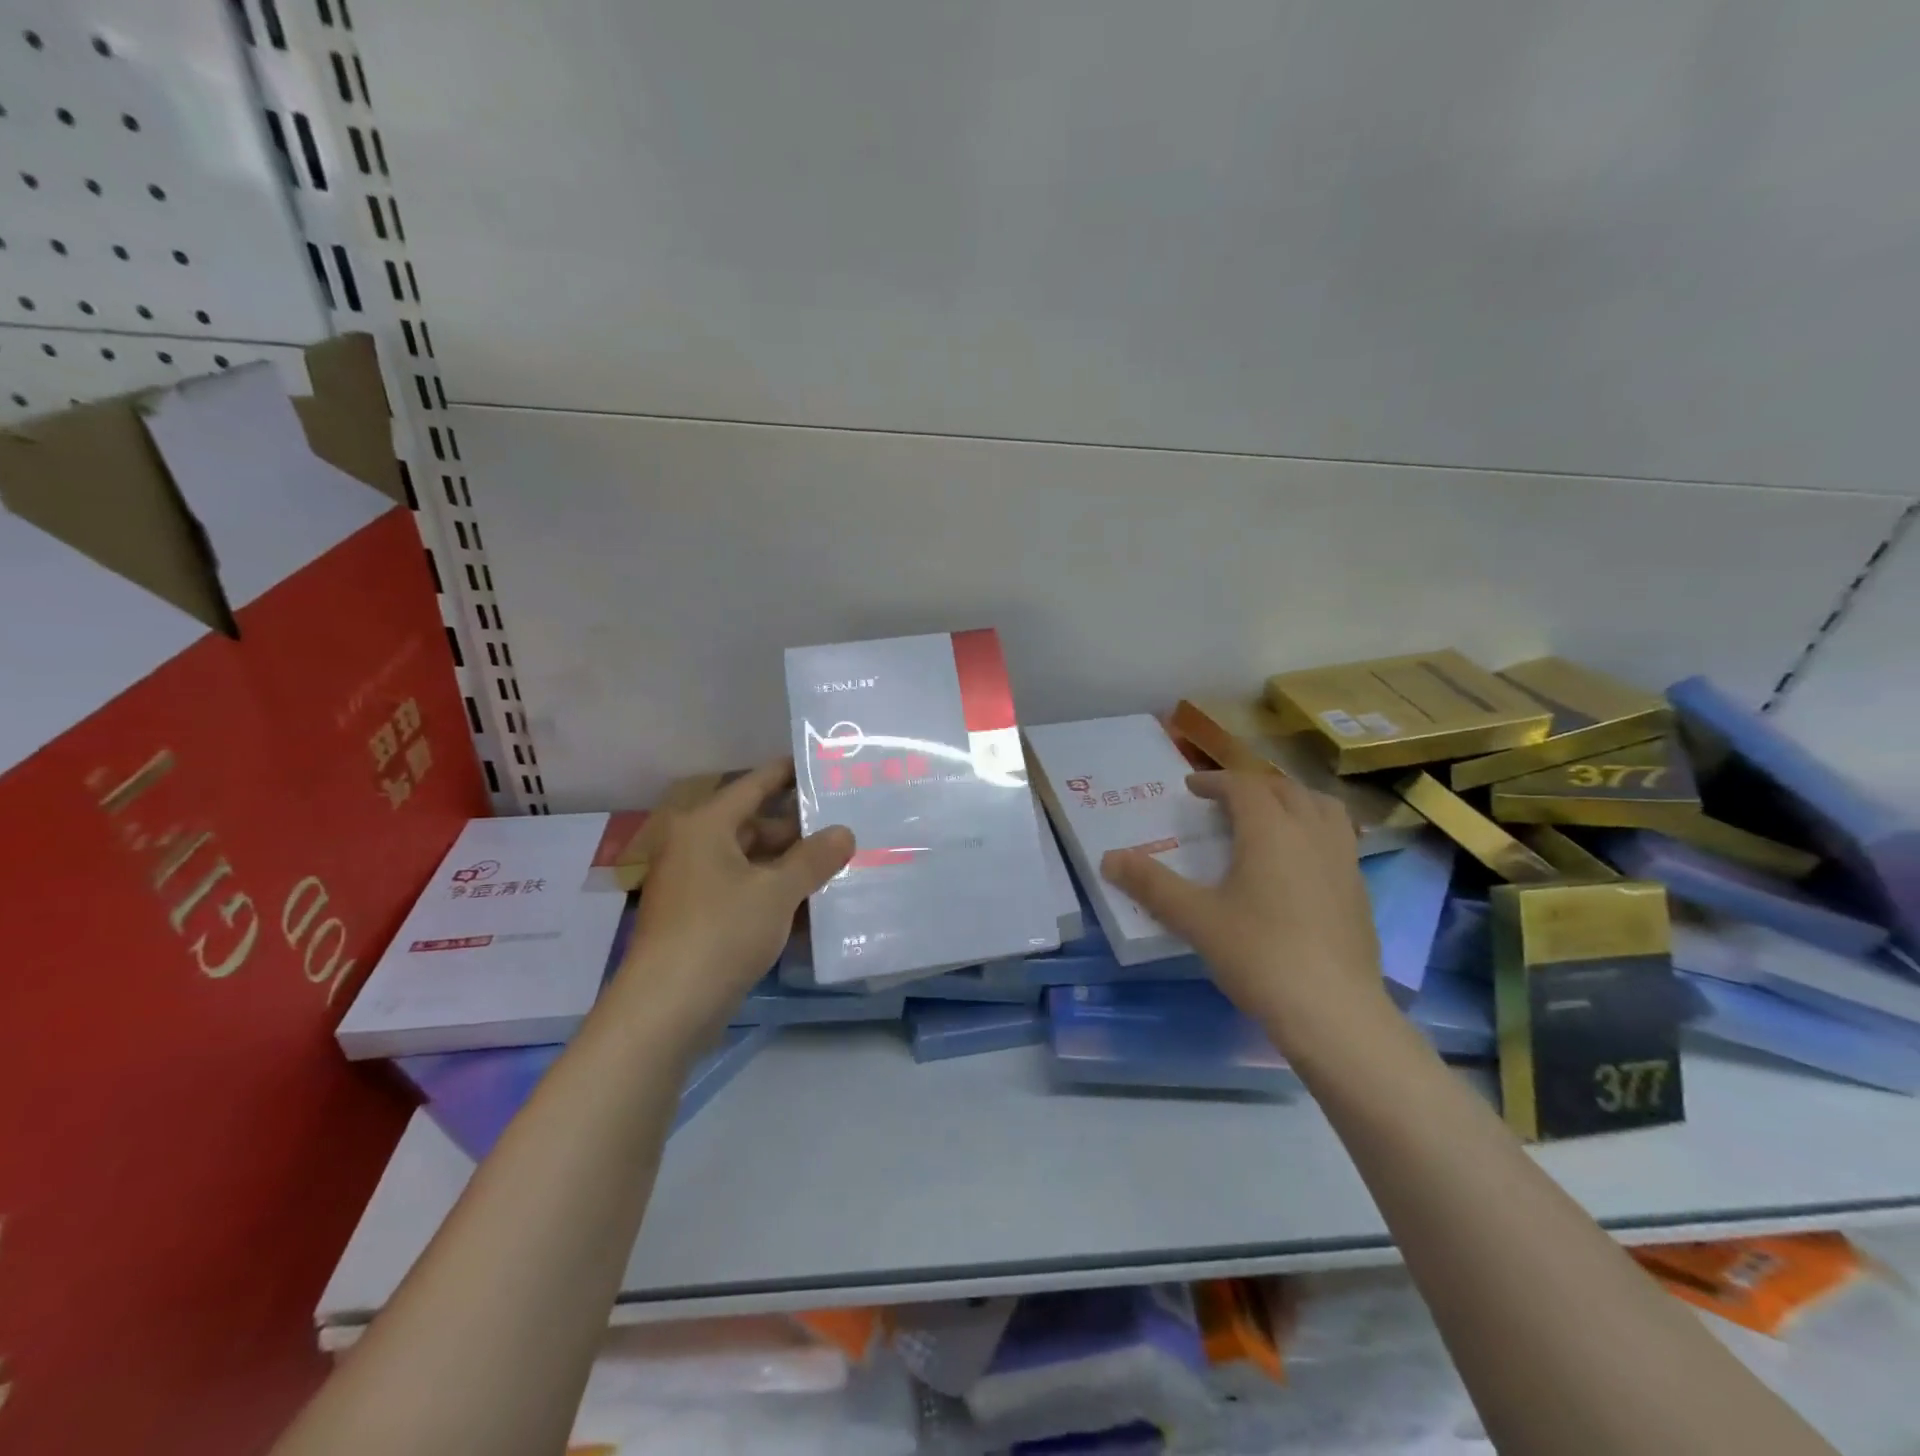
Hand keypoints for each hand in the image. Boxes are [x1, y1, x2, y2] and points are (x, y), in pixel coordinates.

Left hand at [616, 759, 853, 1042]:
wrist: (666, 1010)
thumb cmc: (720, 932)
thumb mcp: (777, 891)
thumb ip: (814, 858)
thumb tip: (845, 832)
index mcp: (707, 826)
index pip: (754, 785)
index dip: (788, 774)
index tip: (822, 765)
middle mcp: (698, 848)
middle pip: (756, 825)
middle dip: (800, 828)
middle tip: (846, 824)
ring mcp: (698, 886)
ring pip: (754, 863)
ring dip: (792, 865)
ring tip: (840, 864)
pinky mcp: (702, 921)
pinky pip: (747, 893)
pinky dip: (776, 895)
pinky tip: (815, 905)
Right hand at [1100, 771, 1391, 1055]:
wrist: (1334, 1012)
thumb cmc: (1259, 955)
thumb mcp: (1196, 919)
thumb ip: (1151, 885)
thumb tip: (1108, 859)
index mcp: (1271, 830)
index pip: (1243, 786)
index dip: (1215, 781)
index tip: (1191, 788)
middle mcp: (1311, 833)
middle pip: (1285, 789)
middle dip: (1252, 787)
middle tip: (1224, 801)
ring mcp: (1343, 861)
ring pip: (1322, 808)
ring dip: (1292, 800)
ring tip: (1269, 818)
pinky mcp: (1359, 890)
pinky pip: (1338, 838)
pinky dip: (1314, 830)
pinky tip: (1299, 862)